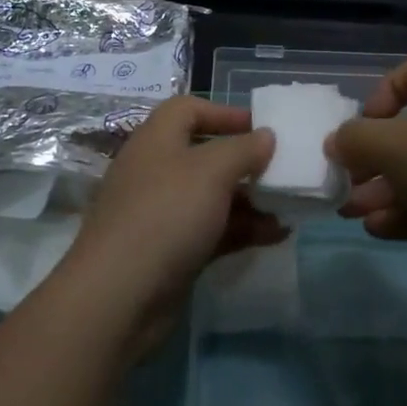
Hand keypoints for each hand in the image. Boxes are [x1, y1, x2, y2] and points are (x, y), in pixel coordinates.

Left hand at [64, 97, 283, 344]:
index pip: (188, 109)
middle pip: (204, 154)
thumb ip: (244, 149)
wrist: (118, 296)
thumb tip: (265, 135)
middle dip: (244, 162)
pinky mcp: (169, 251)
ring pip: (211, 196)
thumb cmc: (166, 214)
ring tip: (288, 207)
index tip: (261, 127)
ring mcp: (161, 213)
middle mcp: (156, 170)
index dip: (224, 112)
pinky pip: (211, 230)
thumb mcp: (212, 171)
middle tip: (280, 170)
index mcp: (157, 139)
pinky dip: (241, 229)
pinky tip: (275, 235)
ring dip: (250, 199)